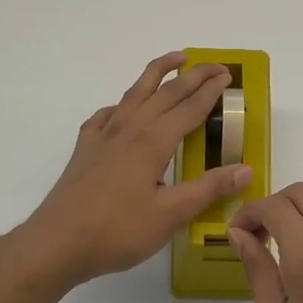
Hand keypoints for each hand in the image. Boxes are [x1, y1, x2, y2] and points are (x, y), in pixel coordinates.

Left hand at [17, 52, 251, 290]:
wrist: (56, 243)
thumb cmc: (117, 231)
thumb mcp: (170, 215)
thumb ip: (208, 189)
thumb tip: (246, 169)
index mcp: (152, 141)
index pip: (189, 108)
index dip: (210, 91)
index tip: (228, 76)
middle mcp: (129, 129)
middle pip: (165, 92)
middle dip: (192, 76)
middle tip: (215, 66)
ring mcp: (103, 136)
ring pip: (134, 93)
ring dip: (157, 73)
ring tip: (175, 60)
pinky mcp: (85, 149)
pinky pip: (106, 115)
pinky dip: (120, 105)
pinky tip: (121, 111)